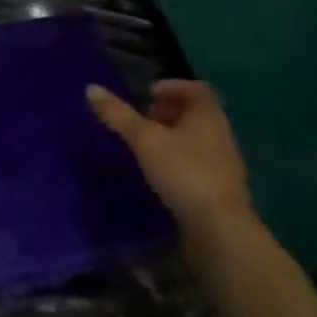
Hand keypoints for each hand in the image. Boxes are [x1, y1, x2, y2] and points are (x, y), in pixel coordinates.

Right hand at [87, 80, 254, 251]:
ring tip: (145, 148)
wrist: (219, 229)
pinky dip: (178, 161)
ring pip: (197, 140)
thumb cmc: (183, 172)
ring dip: (172, 138)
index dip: (172, 87)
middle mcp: (221, 135)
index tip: (148, 95)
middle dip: (168, 113)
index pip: (196, 89)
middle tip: (142, 120)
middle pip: (196, 114)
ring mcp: (225, 165)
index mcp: (208, 116)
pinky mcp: (220, 190)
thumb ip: (118, 115)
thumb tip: (91, 88)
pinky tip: (159, 175)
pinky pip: (198, 164)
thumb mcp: (144, 140)